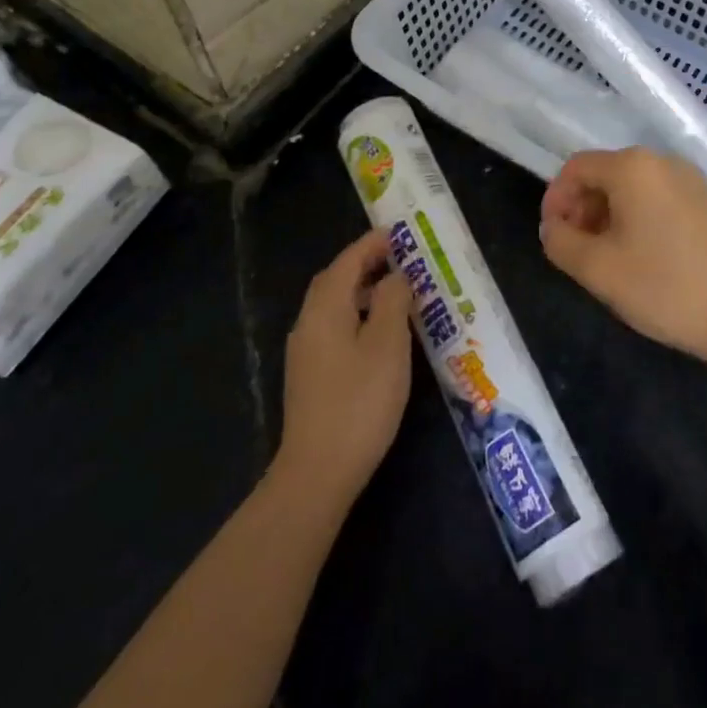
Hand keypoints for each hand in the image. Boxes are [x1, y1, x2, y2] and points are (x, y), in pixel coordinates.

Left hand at [275, 228, 414, 502]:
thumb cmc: (359, 402)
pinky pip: (334, 327)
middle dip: (365, 263)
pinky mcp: (310, 376)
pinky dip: (357, 315)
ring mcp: (306, 351)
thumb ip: (392, 301)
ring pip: (334, 305)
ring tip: (397, 292)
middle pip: (335, 280)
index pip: (348, 261)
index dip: (373, 244)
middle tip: (400, 259)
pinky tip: (380, 333)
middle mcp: (308, 322)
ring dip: (362, 290)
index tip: (400, 234)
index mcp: (325, 308)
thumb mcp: (388, 345)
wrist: (317, 473)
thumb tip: (394, 276)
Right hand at [539, 148, 706, 367]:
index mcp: (632, 167)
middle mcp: (661, 161)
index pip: (576, 168)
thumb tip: (552, 228)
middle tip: (576, 252)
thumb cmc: (666, 287)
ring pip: (631, 189)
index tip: (552, 238)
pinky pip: (657, 199)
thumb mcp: (598, 270)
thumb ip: (561, 243)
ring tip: (605, 260)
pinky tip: (640, 258)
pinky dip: (636, 220)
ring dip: (607, 217)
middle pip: (604, 175)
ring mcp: (690, 180)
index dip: (555, 200)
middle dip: (581, 209)